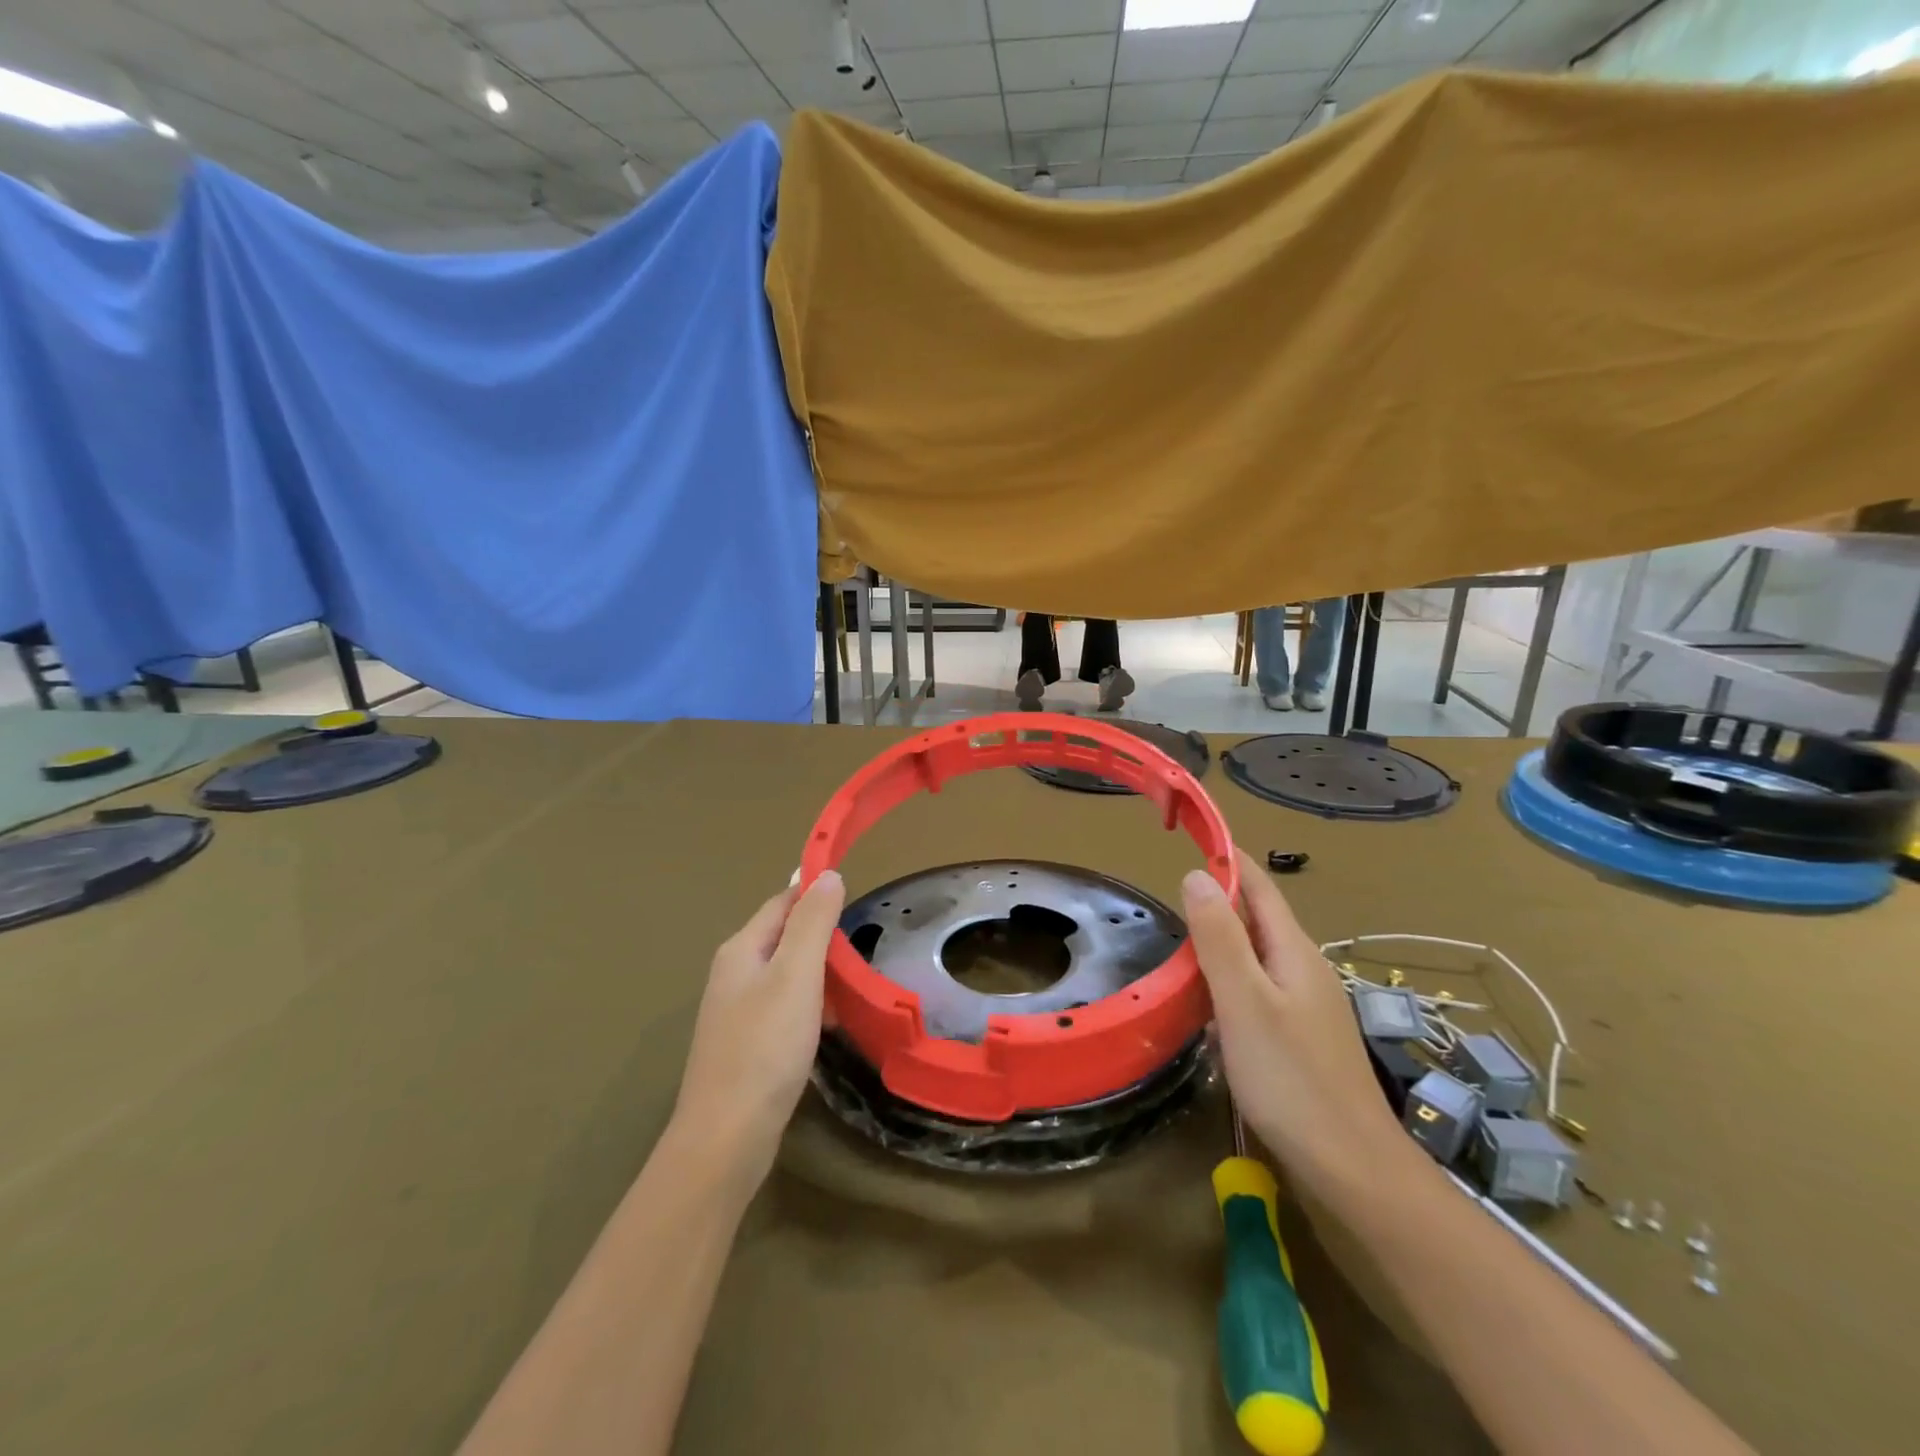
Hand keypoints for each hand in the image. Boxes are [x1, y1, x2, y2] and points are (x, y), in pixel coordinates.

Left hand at [670, 870, 845, 1190]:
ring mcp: (736, 1011)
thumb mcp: (797, 975)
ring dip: (820, 975)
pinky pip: (784, 1006)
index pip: (782, 902)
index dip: (816, 894)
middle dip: (822, 938)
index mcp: (742, 949)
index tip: (857, 898)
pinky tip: (828, 1026)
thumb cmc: (765, 1047)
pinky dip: (810, 1006)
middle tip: (860, 953)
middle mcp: (733, 973)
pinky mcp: (746, 1043)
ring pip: (787, 974)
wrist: (727, 1137)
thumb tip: (826, 875)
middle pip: (784, 936)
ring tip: (852, 990)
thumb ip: (812, 922)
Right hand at [1181, 851, 1414, 1206]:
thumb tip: (1198, 874)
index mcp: (1293, 951)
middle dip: (1217, 901)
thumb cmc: (1291, 1078)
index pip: (1258, 887)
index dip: (1227, 858)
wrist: (1351, 1165)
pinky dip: (1228, 981)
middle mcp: (1304, 968)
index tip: (1191, 836)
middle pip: (1257, 918)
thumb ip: (1219, 937)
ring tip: (1180, 948)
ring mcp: (1306, 1004)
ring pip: (1255, 955)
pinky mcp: (1300, 1035)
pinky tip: (1208, 1005)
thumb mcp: (1244, 1001)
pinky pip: (1258, 988)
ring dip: (1220, 943)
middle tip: (1169, 900)